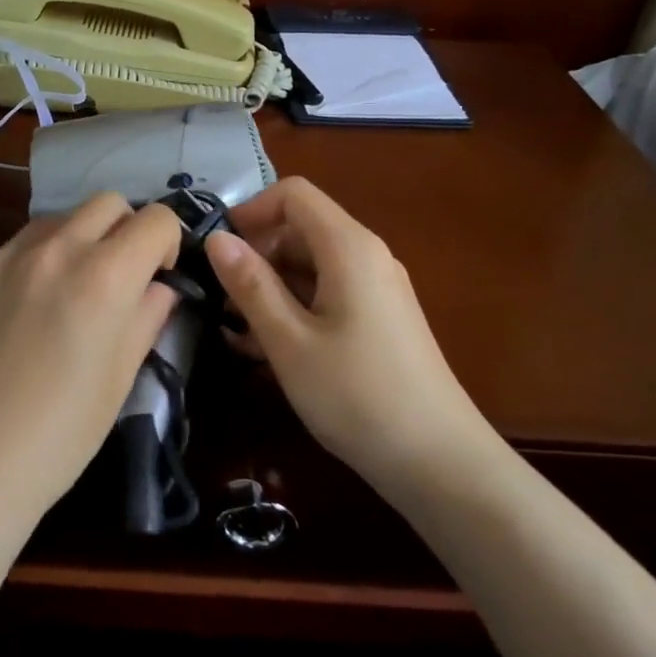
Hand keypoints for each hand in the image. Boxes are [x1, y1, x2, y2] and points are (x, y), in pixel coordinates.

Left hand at [0, 193, 181, 526]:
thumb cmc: (61, 433)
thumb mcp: (121, 377)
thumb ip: (147, 317)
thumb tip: (157, 287)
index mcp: (103, 276)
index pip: (155, 219)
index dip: (167, 241)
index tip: (158, 275)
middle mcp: (54, 251)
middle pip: (106, 203)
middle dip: (125, 230)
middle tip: (119, 277)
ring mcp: (3, 259)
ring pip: (56, 220)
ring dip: (77, 240)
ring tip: (69, 291)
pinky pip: (13, 251)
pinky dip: (33, 265)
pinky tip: (21, 316)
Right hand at [203, 178, 493, 484]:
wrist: (439, 462)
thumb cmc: (356, 395)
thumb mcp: (289, 341)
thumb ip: (250, 285)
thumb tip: (216, 237)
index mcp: (348, 247)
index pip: (294, 194)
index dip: (251, 210)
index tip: (218, 250)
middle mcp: (367, 256)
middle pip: (301, 228)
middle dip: (256, 254)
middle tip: (222, 300)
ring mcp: (377, 288)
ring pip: (311, 265)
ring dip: (270, 287)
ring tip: (237, 332)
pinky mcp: (379, 319)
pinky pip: (328, 293)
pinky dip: (295, 307)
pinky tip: (269, 349)